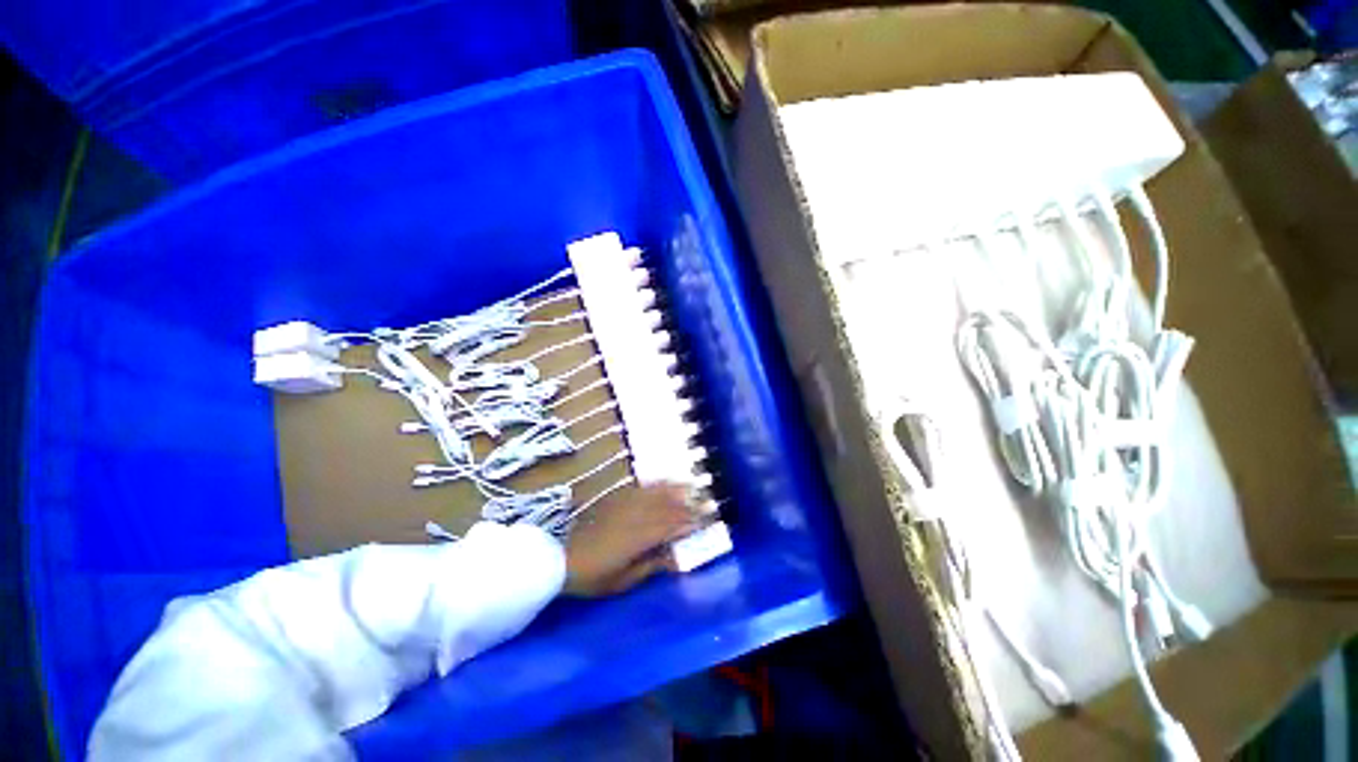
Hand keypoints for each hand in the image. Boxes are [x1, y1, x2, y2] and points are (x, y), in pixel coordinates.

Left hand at [563, 483, 701, 596]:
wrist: (562, 558)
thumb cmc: (594, 576)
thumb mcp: (623, 580)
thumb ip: (650, 566)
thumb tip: (674, 557)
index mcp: (638, 539)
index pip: (670, 527)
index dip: (689, 522)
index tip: (705, 520)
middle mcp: (635, 517)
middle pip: (666, 507)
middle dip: (688, 503)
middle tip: (705, 499)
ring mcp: (624, 506)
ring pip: (655, 494)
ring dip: (675, 489)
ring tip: (691, 485)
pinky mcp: (616, 500)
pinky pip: (640, 489)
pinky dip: (655, 484)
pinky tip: (664, 481)